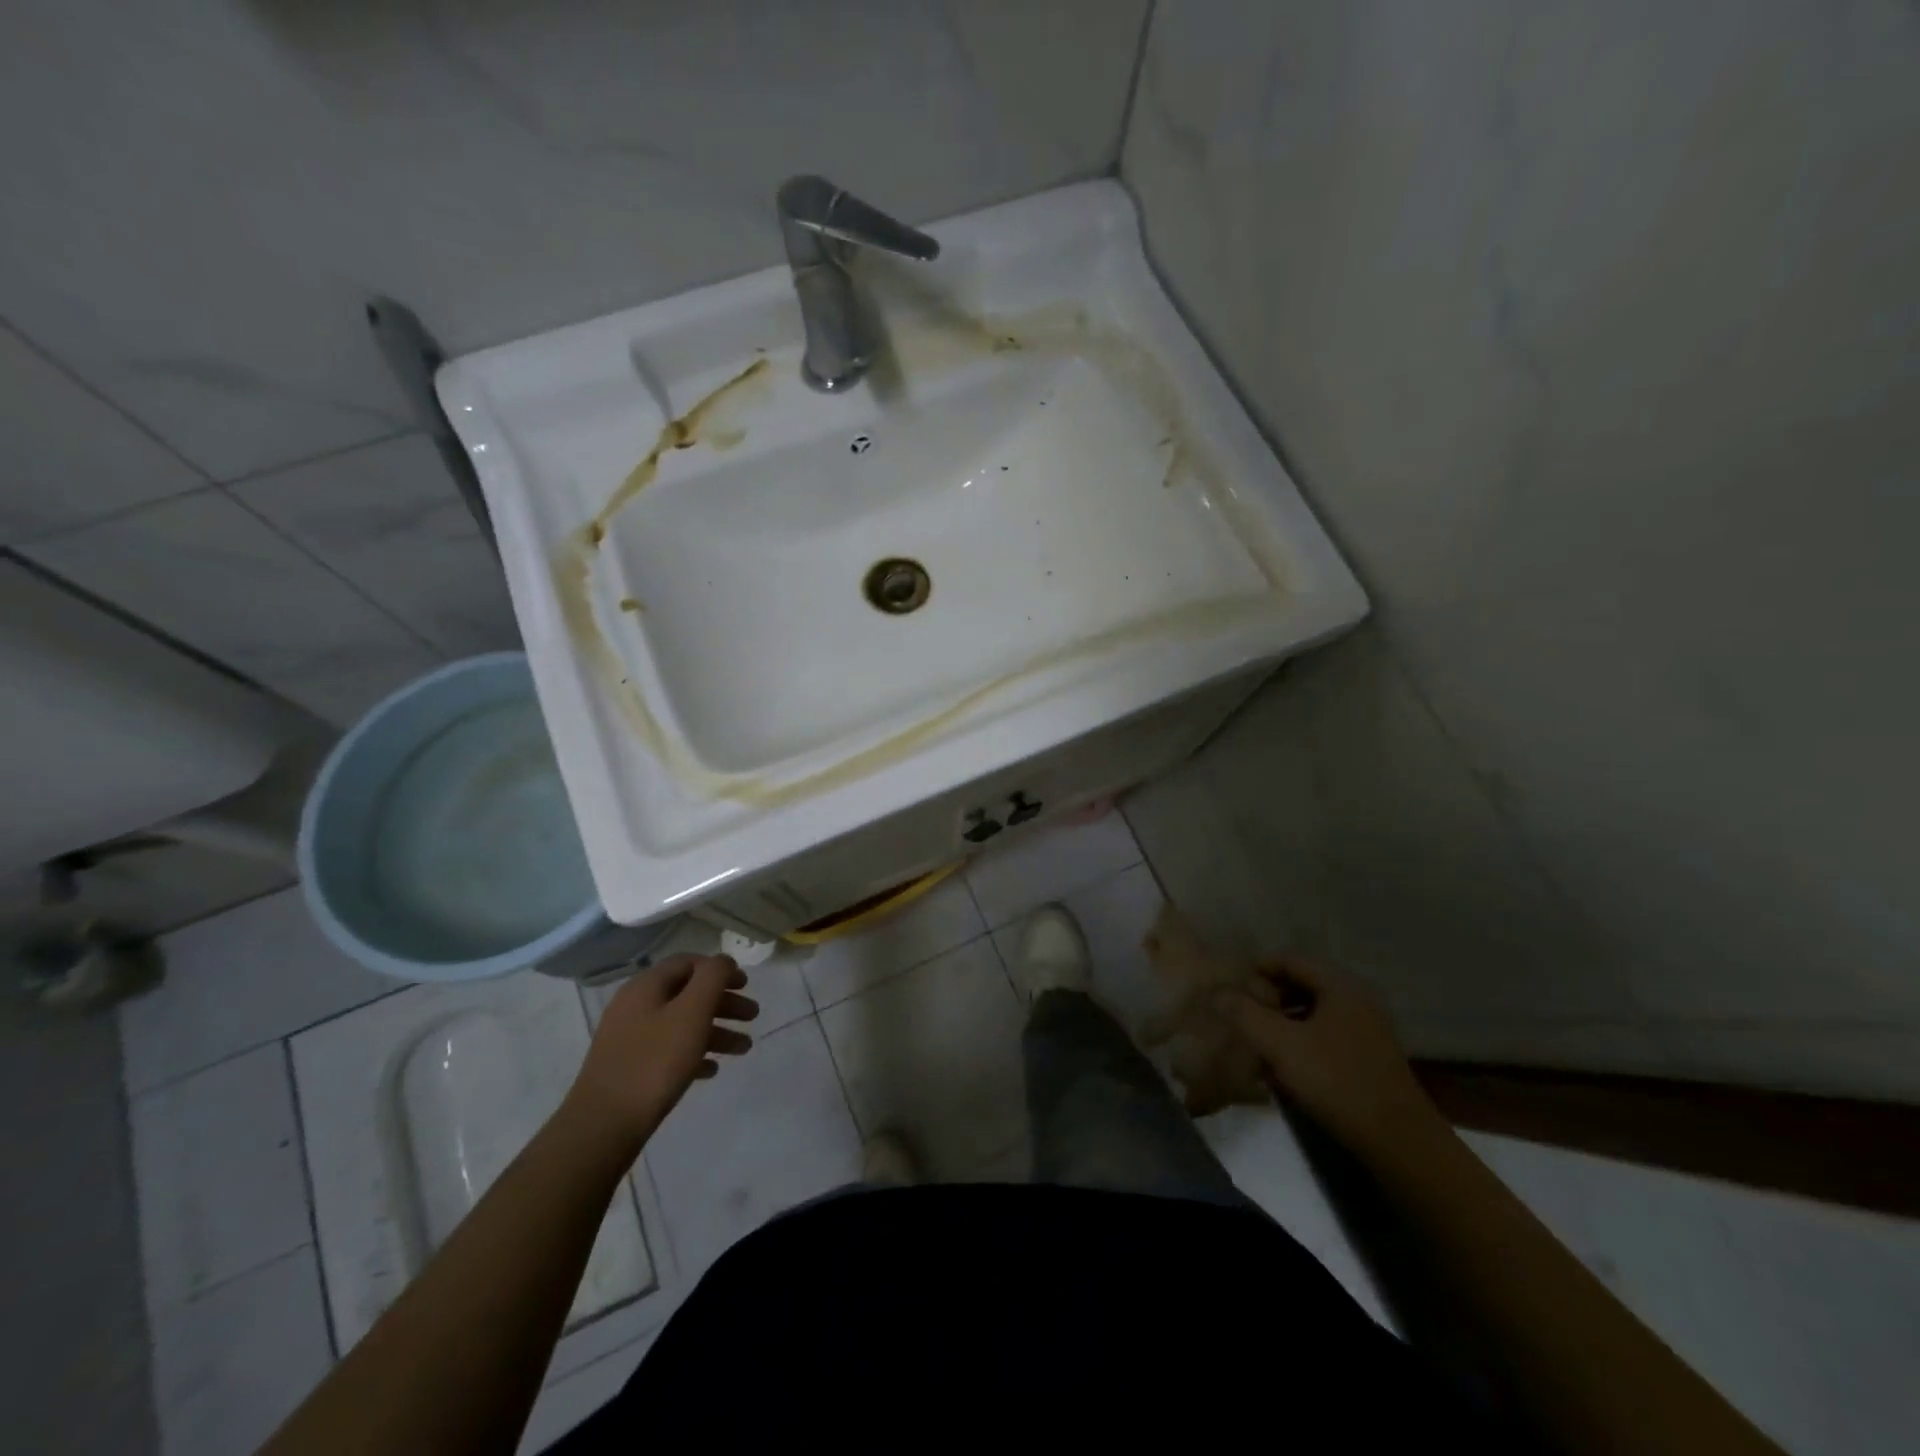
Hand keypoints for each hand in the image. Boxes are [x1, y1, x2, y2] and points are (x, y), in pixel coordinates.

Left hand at [565, 955, 757, 1144]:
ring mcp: (629, 1038)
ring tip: (743, 1049)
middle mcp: (635, 1005)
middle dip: (723, 1002)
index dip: (720, 970)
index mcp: (646, 986)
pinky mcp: (629, 1068)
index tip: (747, 985)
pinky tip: (711, 1070)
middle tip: (753, 1016)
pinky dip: (694, 1053)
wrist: (603, 1126)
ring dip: (715, 1031)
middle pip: (687, 994)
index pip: (689, 963)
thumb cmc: (654, 1062)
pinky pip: (668, 1050)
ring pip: (681, 1024)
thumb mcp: (692, 1012)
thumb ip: (712, 978)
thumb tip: (724, 961)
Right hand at [1218, 960, 1439, 1156]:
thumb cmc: (1336, 1081)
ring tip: (1259, 1044)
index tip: (1233, 988)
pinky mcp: (1370, 1060)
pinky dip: (1302, 1043)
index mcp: (1340, 987)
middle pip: (1303, 986)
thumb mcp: (1281, 1045)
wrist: (1399, 1143)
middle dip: (1269, 998)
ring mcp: (1367, 1031)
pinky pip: (1327, 1037)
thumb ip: (1245, 1014)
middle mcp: (1357, 1001)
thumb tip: (1218, 993)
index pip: (1291, 960)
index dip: (1258, 969)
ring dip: (1284, 1023)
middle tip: (1242, 1015)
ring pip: (1314, 1014)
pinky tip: (1284, 1070)